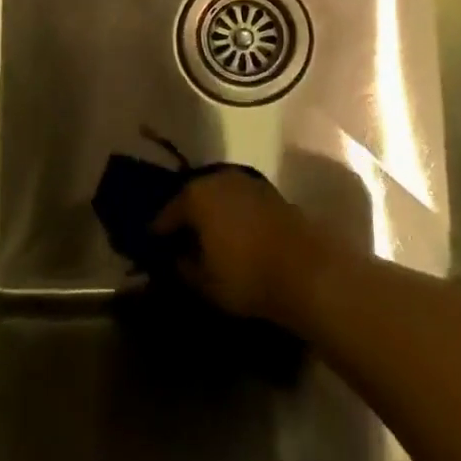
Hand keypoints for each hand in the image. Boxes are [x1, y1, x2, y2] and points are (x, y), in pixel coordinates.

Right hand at [151, 169, 330, 326]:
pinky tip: (235, 234)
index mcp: (196, 196)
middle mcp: (219, 178)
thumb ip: (182, 266)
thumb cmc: (246, 276)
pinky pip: (240, 201)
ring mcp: (248, 182)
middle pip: (193, 197)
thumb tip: (175, 257)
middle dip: (186, 217)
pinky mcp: (271, 192)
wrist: (307, 270)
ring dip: (211, 213)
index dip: (158, 233)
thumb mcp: (204, 282)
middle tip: (180, 240)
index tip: (153, 248)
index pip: (167, 214)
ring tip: (208, 237)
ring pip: (219, 195)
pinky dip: (234, 214)